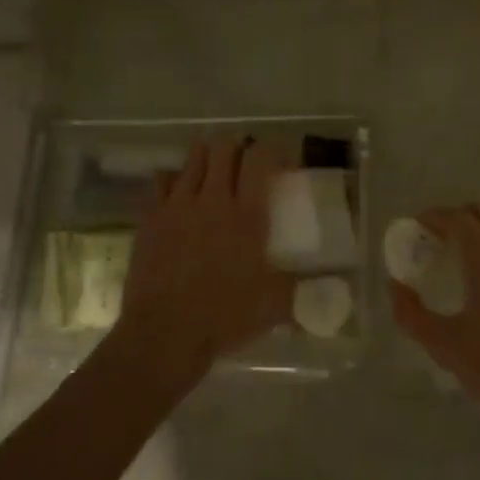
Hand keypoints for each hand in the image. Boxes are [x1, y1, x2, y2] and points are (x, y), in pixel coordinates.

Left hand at [116, 138, 294, 378]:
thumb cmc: (224, 317)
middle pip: (224, 147)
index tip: (281, 163)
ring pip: (193, 157)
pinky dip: (174, 180)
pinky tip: (180, 197)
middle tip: (246, 168)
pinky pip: (161, 180)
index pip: (260, 157)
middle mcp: (212, 198)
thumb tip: (330, 290)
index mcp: (247, 214)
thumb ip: (300, 288)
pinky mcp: (149, 216)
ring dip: (207, 158)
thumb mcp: (274, 305)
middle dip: (238, 149)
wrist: (165, 332)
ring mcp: (176, 204)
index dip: (273, 150)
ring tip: (214, 176)